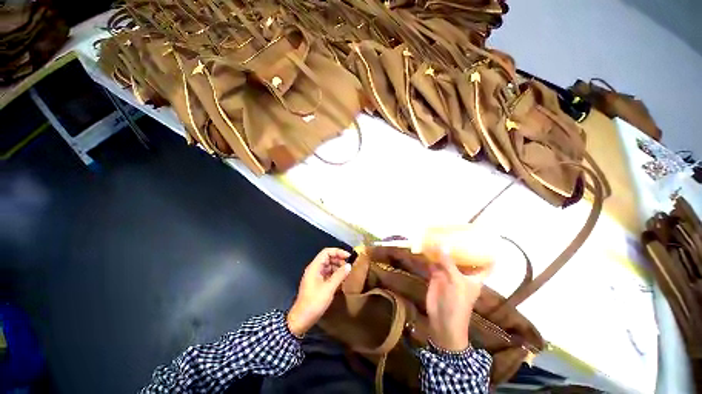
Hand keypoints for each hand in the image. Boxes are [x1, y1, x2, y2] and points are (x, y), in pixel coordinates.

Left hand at [287, 248, 351, 336]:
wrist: (301, 319)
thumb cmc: (314, 302)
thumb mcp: (329, 288)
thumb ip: (339, 275)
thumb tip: (349, 265)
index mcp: (315, 267)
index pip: (326, 252)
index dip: (338, 252)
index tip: (348, 257)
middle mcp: (314, 269)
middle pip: (328, 258)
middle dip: (339, 259)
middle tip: (349, 265)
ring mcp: (315, 276)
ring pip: (328, 266)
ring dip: (338, 267)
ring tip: (347, 272)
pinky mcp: (317, 283)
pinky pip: (327, 274)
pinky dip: (335, 274)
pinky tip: (342, 279)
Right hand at [420, 227, 494, 351]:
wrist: (442, 321)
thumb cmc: (457, 303)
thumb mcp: (456, 282)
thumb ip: (449, 263)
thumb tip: (442, 244)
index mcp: (474, 277)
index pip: (486, 264)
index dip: (487, 254)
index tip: (484, 240)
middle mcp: (462, 274)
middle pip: (463, 258)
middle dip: (460, 247)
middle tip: (455, 231)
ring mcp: (448, 274)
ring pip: (447, 259)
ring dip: (443, 250)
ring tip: (439, 235)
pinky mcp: (436, 276)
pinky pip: (434, 263)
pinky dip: (430, 256)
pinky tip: (426, 247)